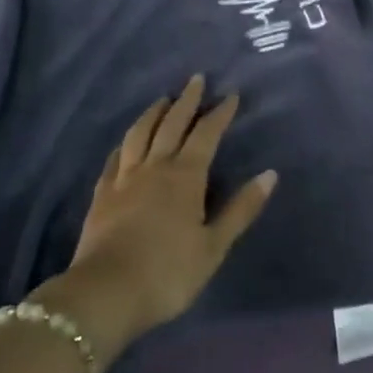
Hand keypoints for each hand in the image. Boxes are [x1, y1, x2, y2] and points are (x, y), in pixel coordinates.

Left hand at [47, 75, 276, 357]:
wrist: (106, 293)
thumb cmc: (168, 273)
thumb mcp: (213, 247)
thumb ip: (240, 209)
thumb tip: (270, 174)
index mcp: (185, 177)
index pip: (206, 135)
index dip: (219, 114)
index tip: (231, 95)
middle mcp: (154, 167)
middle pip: (171, 124)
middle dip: (186, 101)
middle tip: (196, 79)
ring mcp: (124, 178)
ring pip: (139, 134)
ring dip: (153, 113)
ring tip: (162, 100)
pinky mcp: (102, 194)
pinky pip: (115, 158)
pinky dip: (124, 143)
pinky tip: (125, 141)